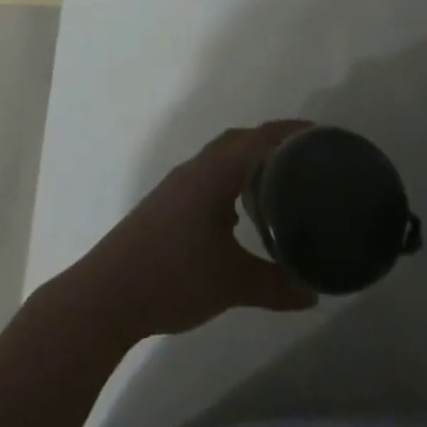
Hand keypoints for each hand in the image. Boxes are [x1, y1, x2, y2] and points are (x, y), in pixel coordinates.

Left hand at [67, 121, 318, 341]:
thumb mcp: (232, 284)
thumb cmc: (173, 277)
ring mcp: (177, 186)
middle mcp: (195, 170)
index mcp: (213, 174)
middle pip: (238, 140)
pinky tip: (238, 215)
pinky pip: (207, 177)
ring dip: (247, 161)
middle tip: (305, 157)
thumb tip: (313, 292)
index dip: (289, 132)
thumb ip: (275, 285)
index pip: (257, 138)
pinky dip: (230, 181)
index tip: (320, 134)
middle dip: (271, 141)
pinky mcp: (166, 204)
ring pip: (220, 159)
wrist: (107, 294)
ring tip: (277, 182)